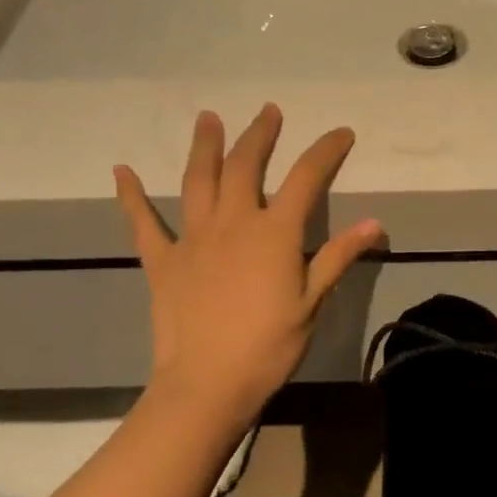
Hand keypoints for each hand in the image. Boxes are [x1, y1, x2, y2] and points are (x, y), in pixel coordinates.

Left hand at [113, 104, 382, 428]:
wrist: (207, 384)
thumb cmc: (269, 346)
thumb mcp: (312, 302)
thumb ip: (339, 257)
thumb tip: (374, 223)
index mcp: (275, 233)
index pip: (306, 178)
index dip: (326, 151)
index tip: (342, 132)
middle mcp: (233, 223)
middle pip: (246, 166)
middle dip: (260, 135)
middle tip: (268, 112)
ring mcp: (193, 238)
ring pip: (198, 180)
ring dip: (205, 146)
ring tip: (208, 118)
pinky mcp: (163, 261)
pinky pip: (144, 222)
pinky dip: (132, 196)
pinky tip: (122, 171)